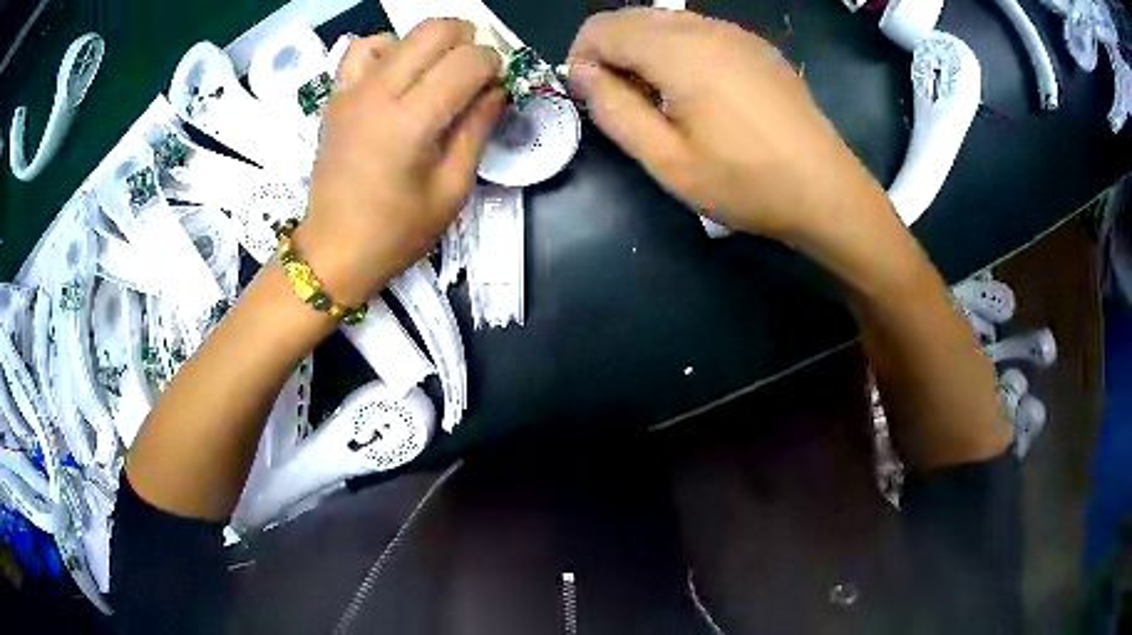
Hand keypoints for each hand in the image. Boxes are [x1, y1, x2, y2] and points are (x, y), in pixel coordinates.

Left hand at [296, 20, 505, 304]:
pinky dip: (387, 50)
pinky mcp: (336, 96)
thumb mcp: (453, 188)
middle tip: (472, 74)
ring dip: (429, 45)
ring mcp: (352, 90)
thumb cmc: (397, 232)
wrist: (334, 250)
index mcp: (411, 122)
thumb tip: (498, 89)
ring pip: (402, 33)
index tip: (496, 88)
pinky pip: (363, 49)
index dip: (494, 65)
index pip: (468, 60)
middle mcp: (379, 93)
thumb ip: (478, 128)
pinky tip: (396, 74)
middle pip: (436, 30)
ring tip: (435, 75)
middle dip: (468, 42)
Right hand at [566, 9, 891, 242]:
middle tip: (623, 102)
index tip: (590, 97)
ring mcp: (736, 33)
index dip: (582, 59)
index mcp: (680, 50)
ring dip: (644, 50)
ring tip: (659, 99)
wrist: (827, 192)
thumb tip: (583, 73)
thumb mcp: (667, 160)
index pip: (602, 28)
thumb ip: (614, 109)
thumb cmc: (747, 183)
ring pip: (665, 21)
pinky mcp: (757, 47)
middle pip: (632, 18)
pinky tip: (696, 91)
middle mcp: (706, 27)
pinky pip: (698, 31)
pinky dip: (677, 50)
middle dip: (611, 52)